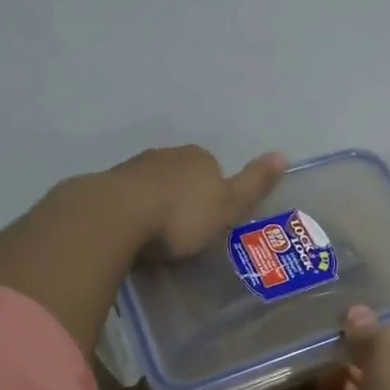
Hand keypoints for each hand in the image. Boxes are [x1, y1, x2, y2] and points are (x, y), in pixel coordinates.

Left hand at [113, 146, 286, 258]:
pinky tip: (130, 232)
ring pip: (152, 184)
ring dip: (155, 202)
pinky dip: (131, 211)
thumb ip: (254, 183)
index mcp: (199, 158)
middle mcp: (167, 155)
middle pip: (181, 175)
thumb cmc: (182, 215)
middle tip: (183, 231)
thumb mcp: (229, 206)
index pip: (212, 169)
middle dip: (183, 196)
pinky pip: (126, 198)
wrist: (117, 215)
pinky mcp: (106, 185)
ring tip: (156, 235)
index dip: (214, 194)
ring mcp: (134, 168)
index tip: (210, 220)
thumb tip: (283, 154)